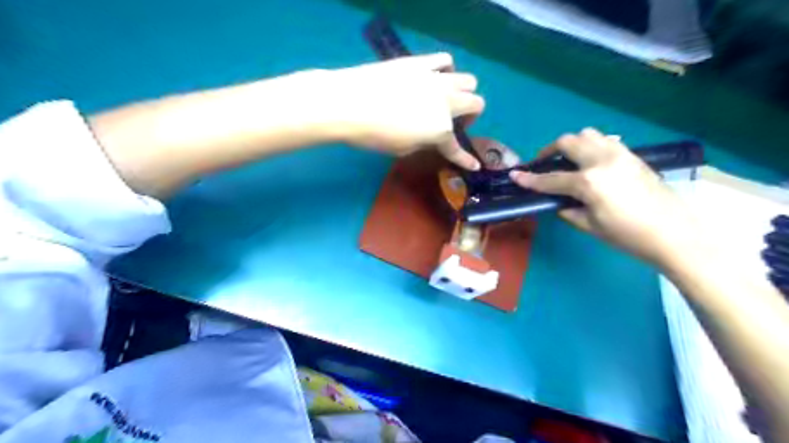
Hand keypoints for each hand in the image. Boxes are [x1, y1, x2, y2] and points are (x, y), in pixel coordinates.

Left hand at [318, 53, 480, 169]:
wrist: (348, 103)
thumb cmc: (374, 135)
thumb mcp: (402, 149)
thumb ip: (424, 142)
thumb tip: (431, 135)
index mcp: (440, 129)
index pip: (457, 148)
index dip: (466, 159)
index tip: (474, 165)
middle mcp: (446, 102)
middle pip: (476, 103)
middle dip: (470, 116)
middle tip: (454, 123)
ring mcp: (435, 79)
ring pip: (468, 79)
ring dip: (463, 92)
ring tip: (447, 98)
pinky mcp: (420, 62)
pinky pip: (445, 60)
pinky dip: (446, 70)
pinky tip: (434, 77)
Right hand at [512, 127, 702, 266]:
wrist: (675, 234)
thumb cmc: (628, 236)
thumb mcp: (590, 226)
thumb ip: (567, 209)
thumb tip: (557, 201)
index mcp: (589, 182)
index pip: (551, 178)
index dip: (530, 179)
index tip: (515, 175)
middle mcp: (602, 160)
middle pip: (568, 142)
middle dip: (549, 151)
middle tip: (543, 164)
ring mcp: (620, 154)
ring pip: (588, 134)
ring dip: (572, 144)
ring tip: (568, 161)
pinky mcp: (633, 156)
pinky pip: (605, 141)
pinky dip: (591, 147)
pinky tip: (591, 164)